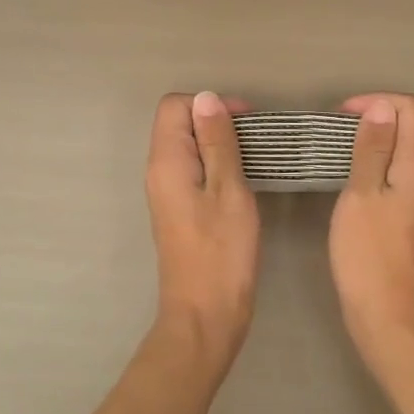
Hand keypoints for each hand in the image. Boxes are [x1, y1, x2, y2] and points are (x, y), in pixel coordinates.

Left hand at [145, 92, 259, 356]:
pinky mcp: (179, 209)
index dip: (209, 104)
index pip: (174, 106)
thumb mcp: (229, 190)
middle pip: (178, 123)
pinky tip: (242, 178)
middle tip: (255, 138)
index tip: (245, 120)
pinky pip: (193, 169)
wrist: (205, 315)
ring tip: (254, 156)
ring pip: (188, 146)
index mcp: (167, 162)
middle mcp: (159, 171)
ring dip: (218, 143)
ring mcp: (167, 192)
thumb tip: (206, 98)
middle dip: (216, 120)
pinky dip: (216, 164)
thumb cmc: (222, 253)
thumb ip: (218, 142)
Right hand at [328, 94, 413, 364]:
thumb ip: (373, 149)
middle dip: (380, 117)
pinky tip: (357, 182)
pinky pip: (407, 174)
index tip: (344, 115)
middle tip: (340, 131)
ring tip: (343, 152)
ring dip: (381, 142)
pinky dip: (384, 165)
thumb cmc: (370, 255)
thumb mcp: (361, 195)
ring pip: (412, 151)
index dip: (381, 101)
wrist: (392, 319)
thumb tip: (383, 109)